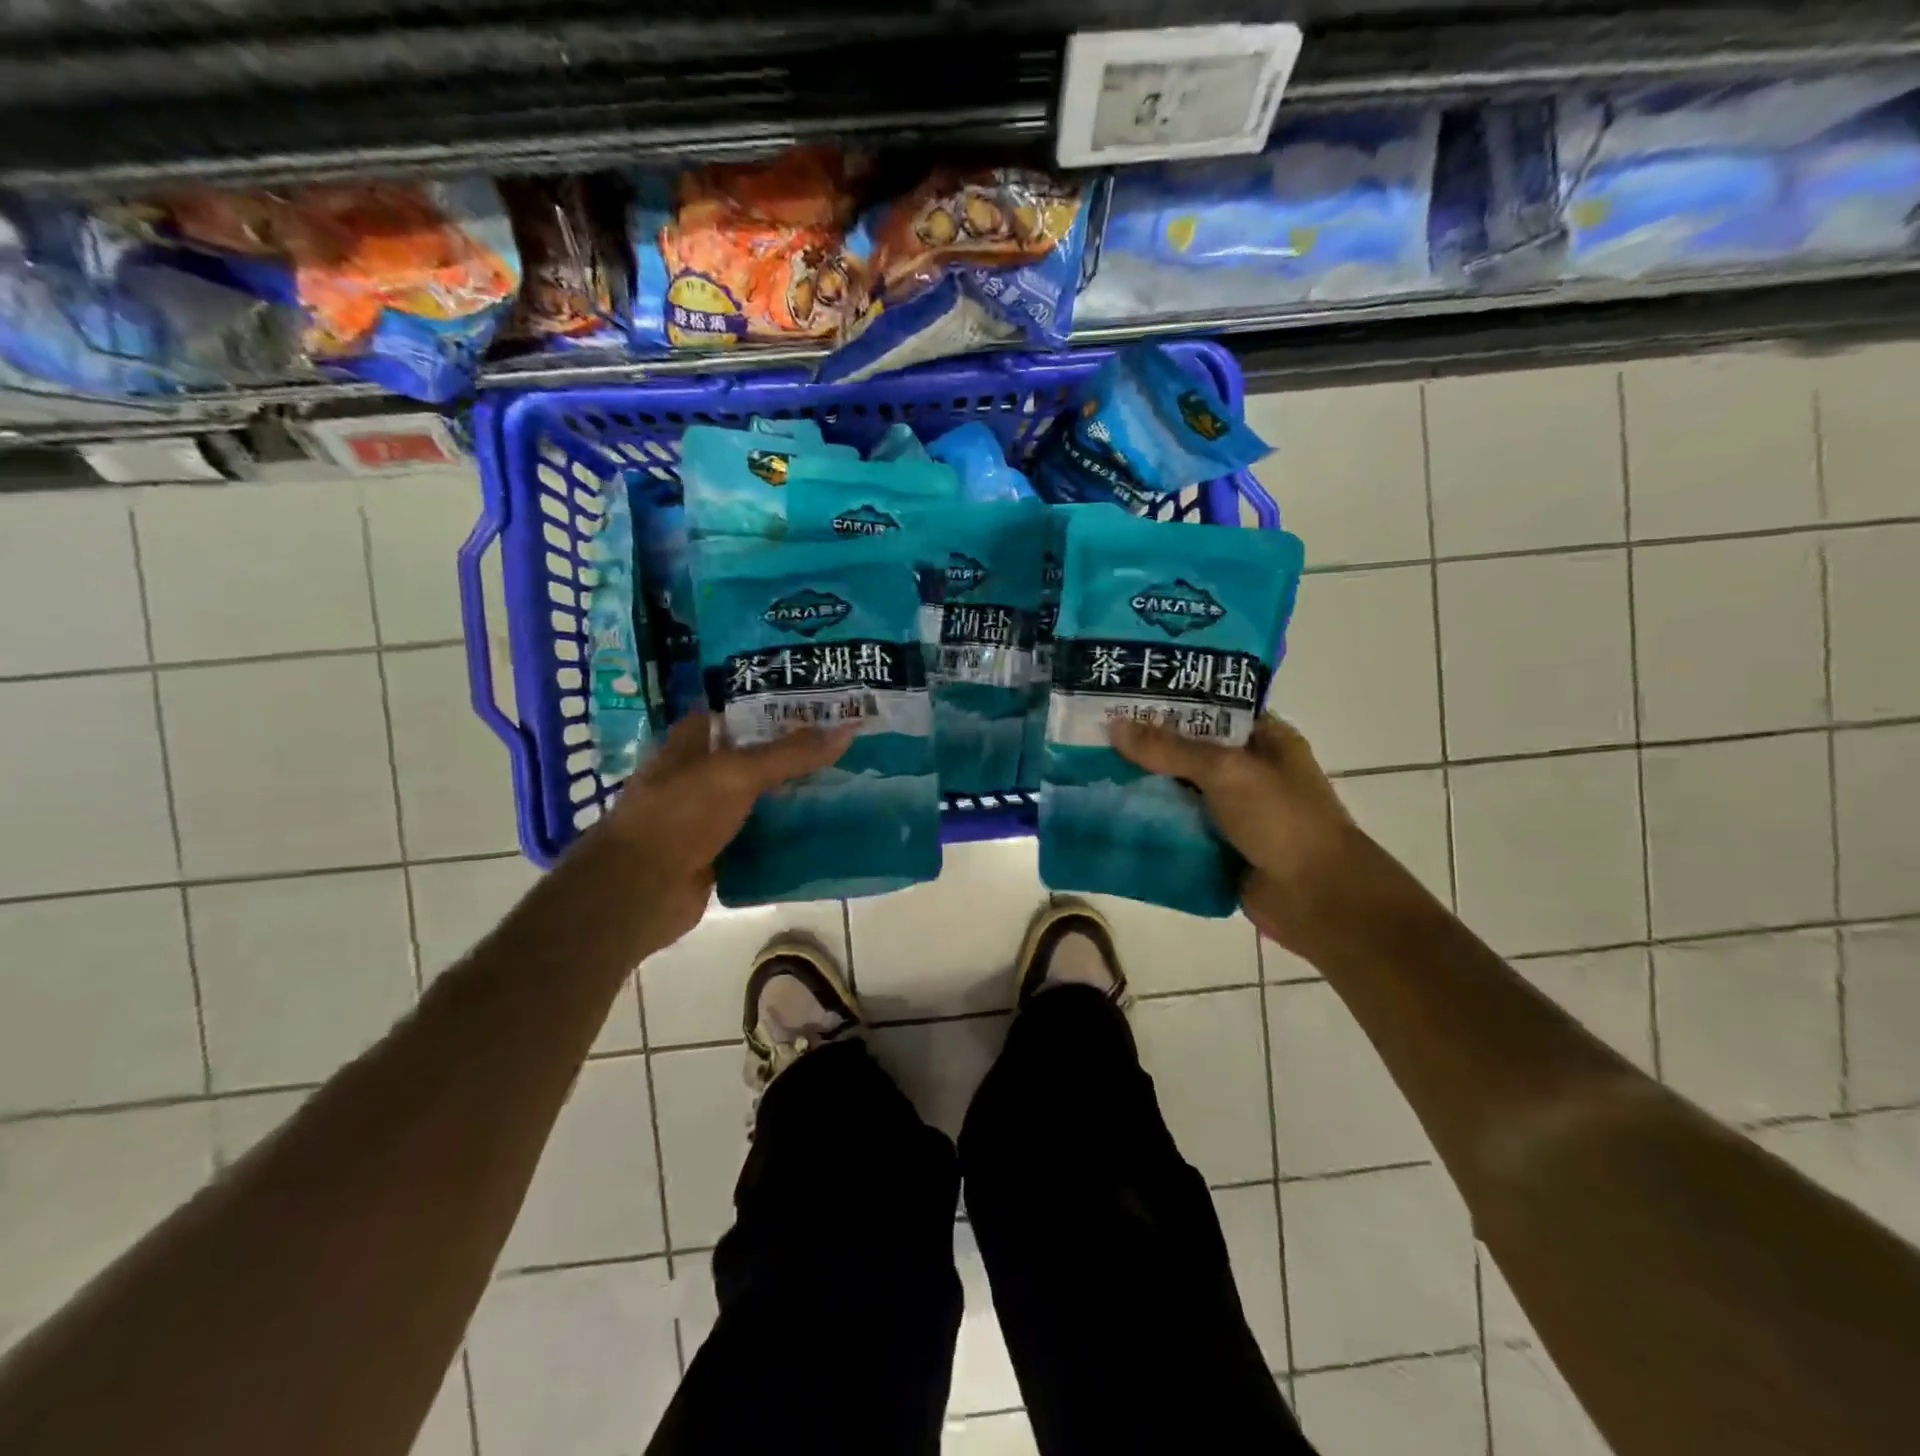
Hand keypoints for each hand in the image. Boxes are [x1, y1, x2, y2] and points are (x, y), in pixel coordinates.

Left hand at [591, 713, 852, 951]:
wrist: (640, 891)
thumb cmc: (679, 815)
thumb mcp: (737, 774)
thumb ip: (790, 754)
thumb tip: (848, 729)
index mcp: (691, 743)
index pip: (738, 712)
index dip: (775, 705)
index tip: (820, 703)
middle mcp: (699, 776)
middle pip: (755, 757)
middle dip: (795, 752)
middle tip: (846, 744)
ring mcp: (708, 817)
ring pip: (761, 798)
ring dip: (795, 795)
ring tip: (847, 783)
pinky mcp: (719, 853)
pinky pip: (761, 837)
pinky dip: (787, 835)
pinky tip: (825, 829)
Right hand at [1111, 715, 1385, 951]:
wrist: (1317, 898)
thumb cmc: (1282, 820)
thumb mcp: (1227, 771)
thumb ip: (1170, 749)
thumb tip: (1115, 726)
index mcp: (1265, 739)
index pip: (1210, 707)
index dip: (1169, 702)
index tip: (1121, 697)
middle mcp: (1249, 770)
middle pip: (1189, 750)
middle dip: (1147, 746)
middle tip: (1094, 734)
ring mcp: (1234, 810)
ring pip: (1179, 790)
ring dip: (1145, 786)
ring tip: (1091, 770)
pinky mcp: (1220, 845)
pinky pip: (1178, 826)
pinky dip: (1152, 822)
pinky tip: (1112, 813)